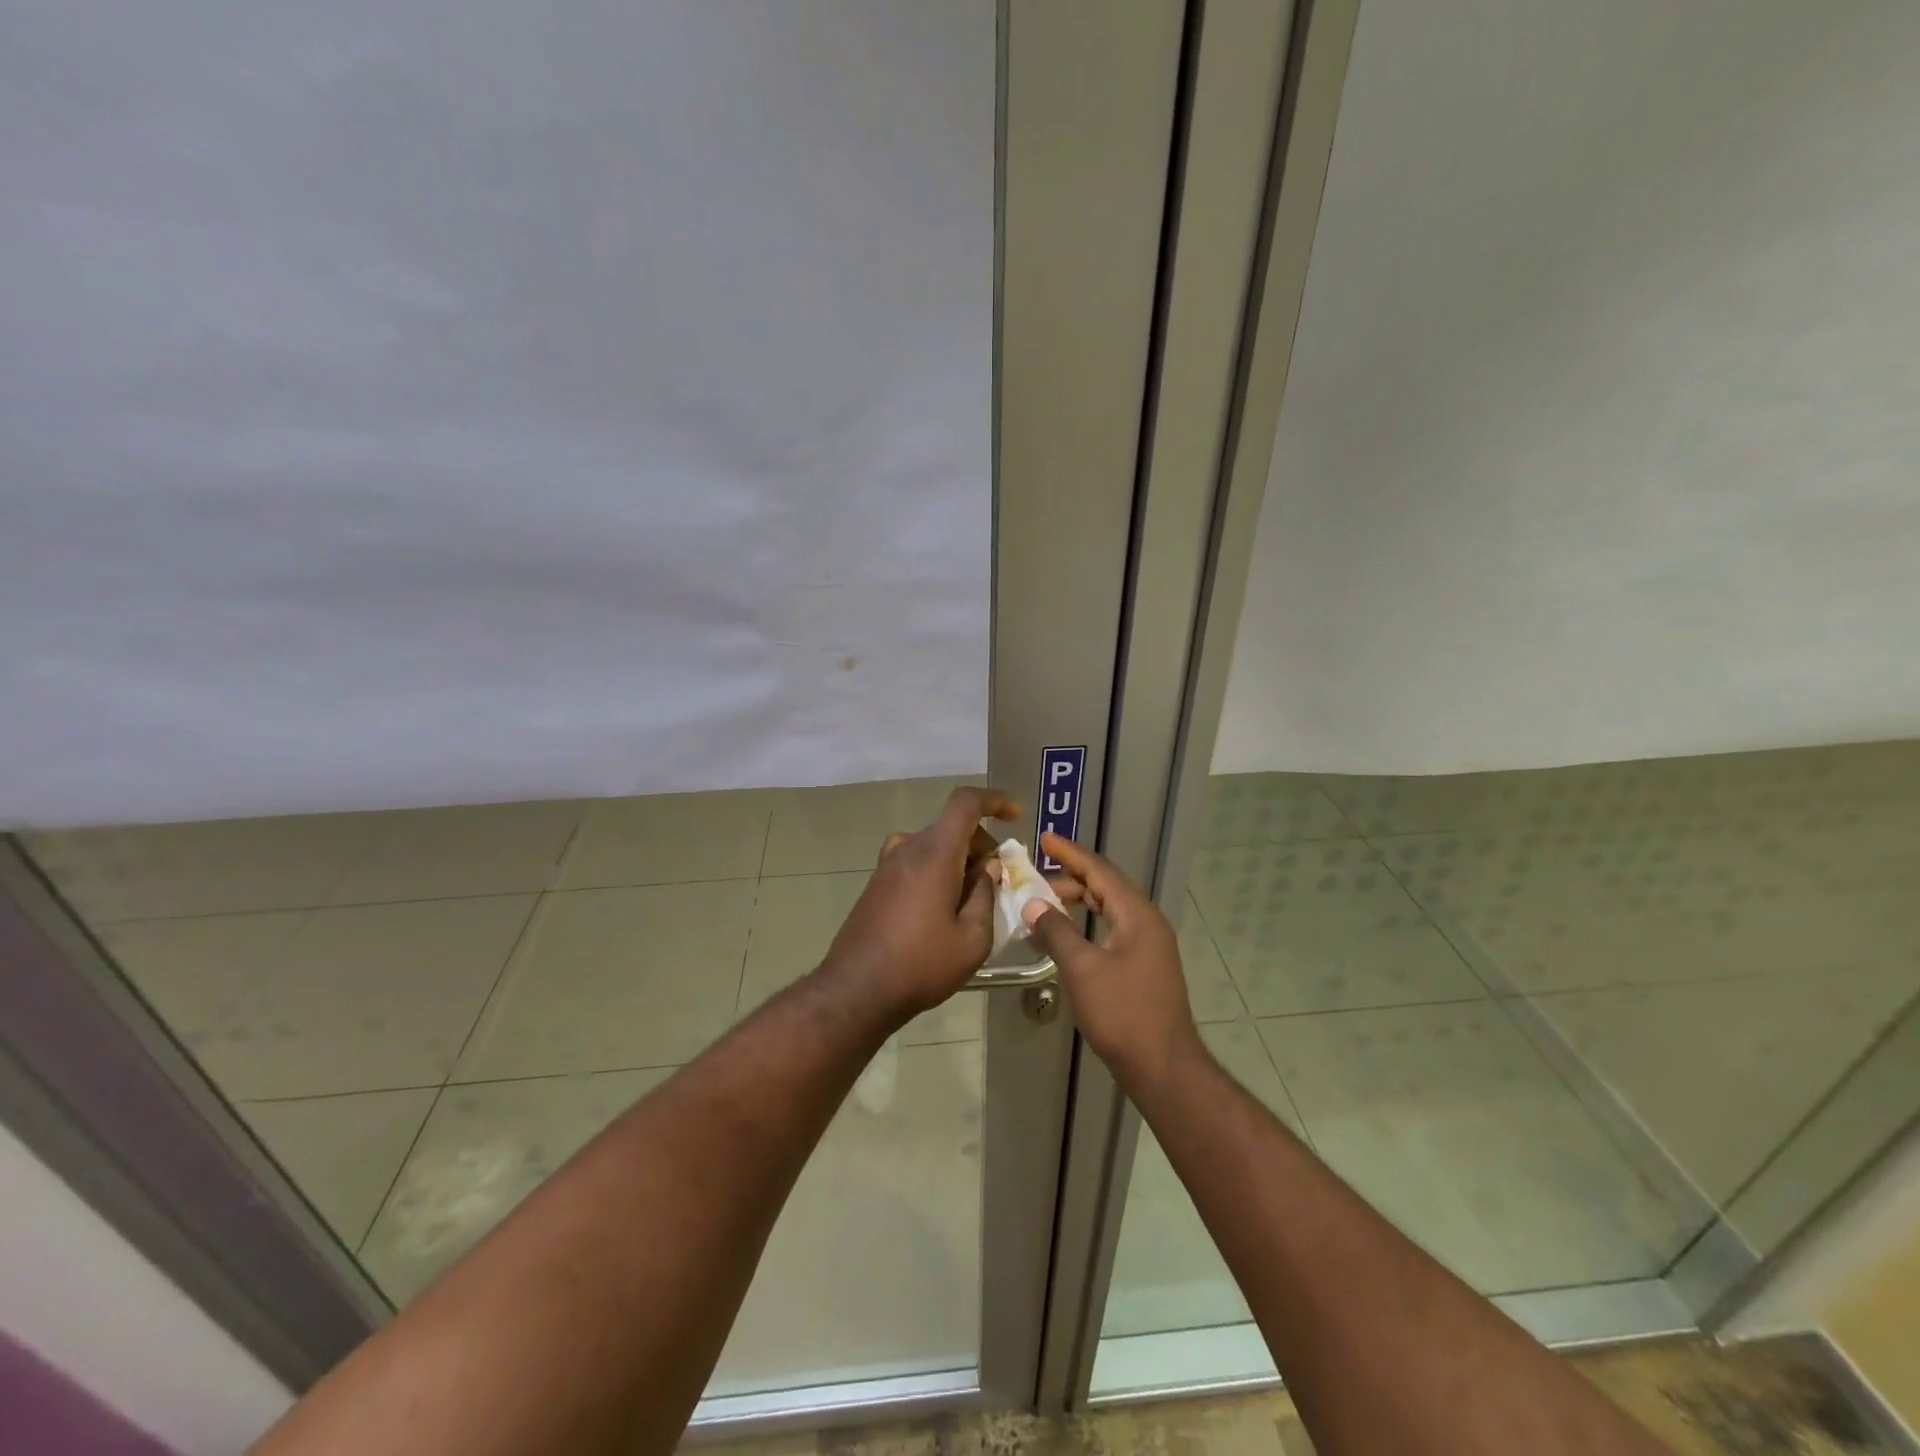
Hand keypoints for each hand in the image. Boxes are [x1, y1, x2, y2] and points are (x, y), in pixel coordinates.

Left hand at [821, 786, 1019, 1018]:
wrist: (856, 991)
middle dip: (981, 844)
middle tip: (999, 880)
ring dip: (959, 859)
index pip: (966, 803)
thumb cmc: (921, 965)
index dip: (995, 800)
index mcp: (934, 853)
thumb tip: (988, 868)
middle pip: (952, 826)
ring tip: (973, 898)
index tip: (1016, 818)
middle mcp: (908, 848)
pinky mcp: (877, 883)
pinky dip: (937, 869)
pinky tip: (943, 907)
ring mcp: (887, 865)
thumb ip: (985, 895)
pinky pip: (915, 861)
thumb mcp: (972, 939)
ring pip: (934, 845)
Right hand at [1021, 833, 1204, 1090]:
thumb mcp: (1082, 969)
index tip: (1044, 838)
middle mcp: (1146, 922)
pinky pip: (1111, 930)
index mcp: (1137, 914)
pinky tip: (1067, 936)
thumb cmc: (1123, 1013)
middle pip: (1105, 886)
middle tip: (1035, 877)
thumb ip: (1056, 931)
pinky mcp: (1143, 967)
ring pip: (1109, 909)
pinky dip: (1087, 924)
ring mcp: (1148, 946)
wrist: (1164, 1067)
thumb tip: (1033, 902)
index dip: (1070, 853)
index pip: (1099, 870)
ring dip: (1078, 902)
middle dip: (1070, 878)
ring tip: (1045, 904)